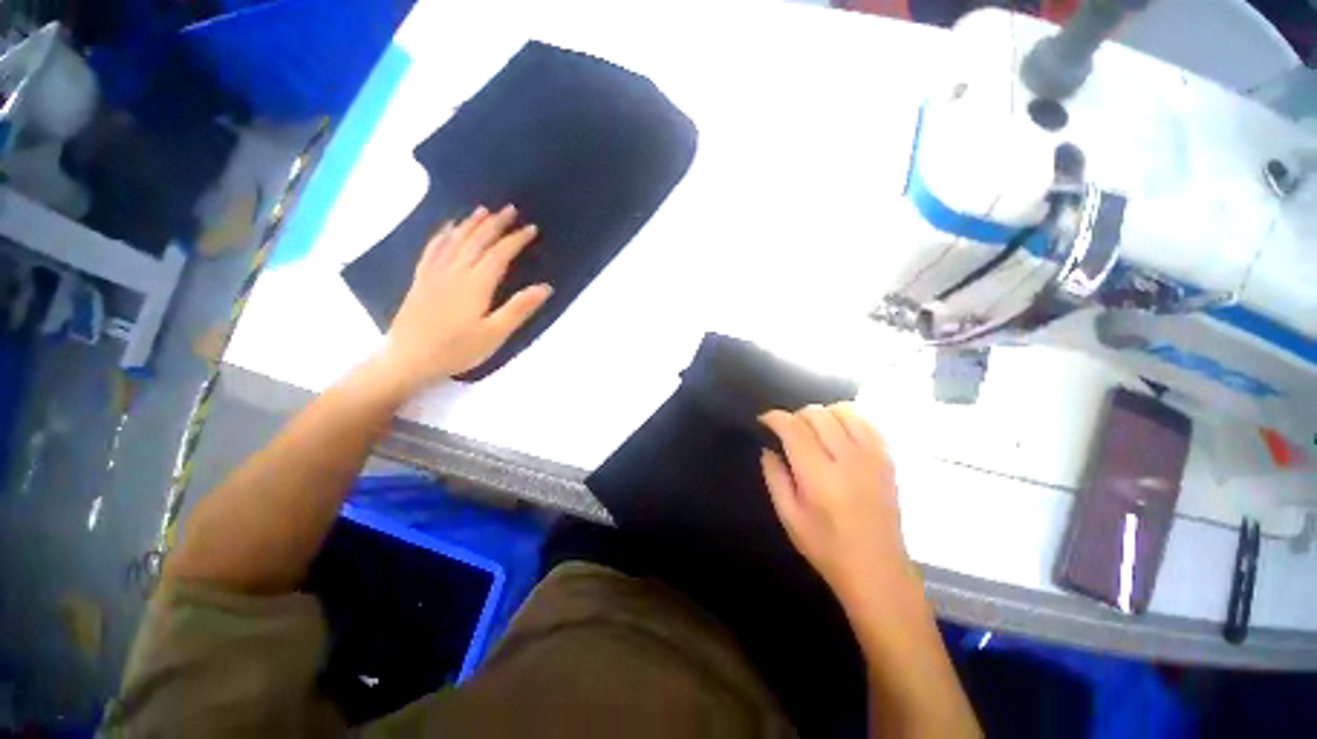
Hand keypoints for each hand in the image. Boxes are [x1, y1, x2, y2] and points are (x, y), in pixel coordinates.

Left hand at [375, 205, 551, 391]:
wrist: (409, 359)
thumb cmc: (457, 350)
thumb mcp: (495, 334)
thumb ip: (518, 308)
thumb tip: (545, 287)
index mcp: (476, 284)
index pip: (499, 254)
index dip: (516, 239)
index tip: (531, 228)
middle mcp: (455, 271)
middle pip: (477, 241)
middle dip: (495, 224)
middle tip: (510, 209)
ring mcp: (434, 273)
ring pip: (455, 240)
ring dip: (471, 224)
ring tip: (483, 210)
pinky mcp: (421, 279)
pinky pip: (433, 249)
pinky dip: (443, 235)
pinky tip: (449, 228)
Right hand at [760, 404, 909, 605]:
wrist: (878, 569)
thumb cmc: (826, 547)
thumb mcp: (788, 516)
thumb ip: (774, 477)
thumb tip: (768, 447)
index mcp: (819, 477)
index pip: (794, 429)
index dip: (775, 418)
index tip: (764, 421)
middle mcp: (848, 459)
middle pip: (817, 414)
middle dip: (795, 415)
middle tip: (787, 431)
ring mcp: (872, 456)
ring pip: (843, 410)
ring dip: (822, 414)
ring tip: (813, 430)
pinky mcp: (887, 458)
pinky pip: (866, 421)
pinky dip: (847, 418)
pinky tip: (838, 433)